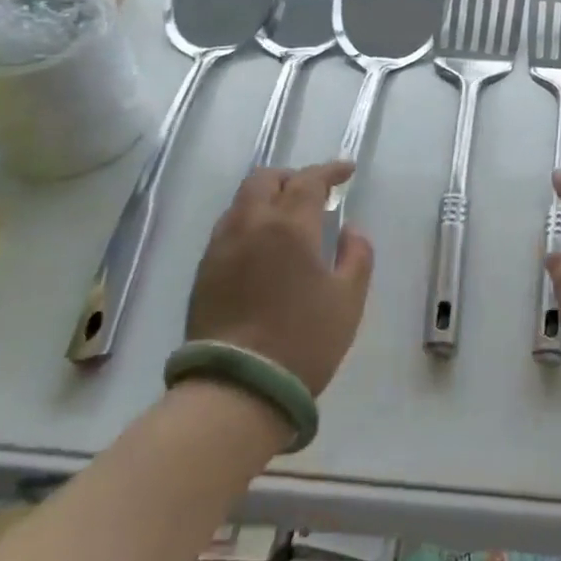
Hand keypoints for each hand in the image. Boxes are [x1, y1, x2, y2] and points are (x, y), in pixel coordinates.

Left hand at [186, 162, 373, 396]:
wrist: (237, 389)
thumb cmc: (303, 340)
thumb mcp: (348, 299)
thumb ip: (357, 255)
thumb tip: (350, 230)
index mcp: (288, 226)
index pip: (309, 181)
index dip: (330, 171)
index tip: (347, 171)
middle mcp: (249, 225)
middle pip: (264, 180)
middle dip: (292, 178)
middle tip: (314, 192)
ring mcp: (220, 248)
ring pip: (241, 202)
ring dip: (267, 198)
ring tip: (288, 218)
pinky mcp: (203, 273)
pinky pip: (228, 228)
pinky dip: (249, 222)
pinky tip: (263, 247)